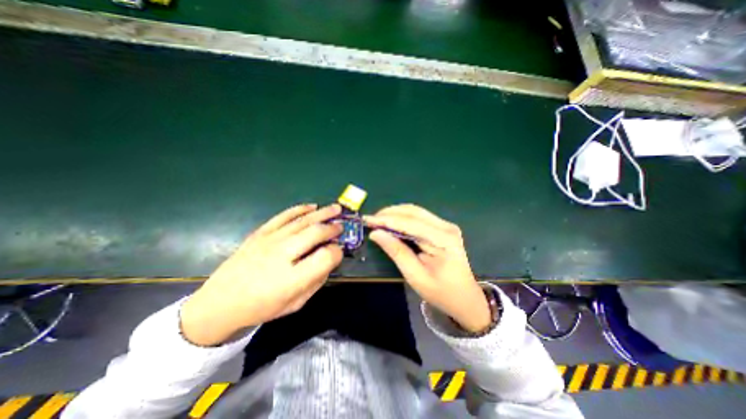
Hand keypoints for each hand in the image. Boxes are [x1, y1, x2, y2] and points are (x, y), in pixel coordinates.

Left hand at [180, 203, 342, 345]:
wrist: (220, 303)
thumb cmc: (262, 307)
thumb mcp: (296, 303)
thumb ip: (317, 281)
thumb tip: (330, 258)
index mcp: (292, 279)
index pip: (325, 257)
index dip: (337, 252)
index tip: (339, 251)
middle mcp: (281, 255)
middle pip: (315, 233)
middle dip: (332, 228)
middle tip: (341, 226)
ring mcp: (269, 241)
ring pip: (302, 221)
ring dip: (322, 213)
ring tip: (336, 208)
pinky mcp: (259, 233)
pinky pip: (283, 216)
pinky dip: (299, 210)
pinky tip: (312, 207)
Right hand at [367, 203, 493, 333]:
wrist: (465, 298)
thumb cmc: (441, 292)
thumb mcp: (415, 276)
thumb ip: (396, 252)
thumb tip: (376, 234)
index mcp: (443, 240)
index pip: (410, 223)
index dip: (386, 219)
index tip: (367, 219)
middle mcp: (446, 227)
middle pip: (413, 212)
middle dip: (389, 213)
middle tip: (371, 220)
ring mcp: (446, 226)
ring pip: (416, 211)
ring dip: (395, 214)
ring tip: (378, 221)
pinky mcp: (443, 228)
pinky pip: (420, 217)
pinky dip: (403, 218)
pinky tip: (393, 223)